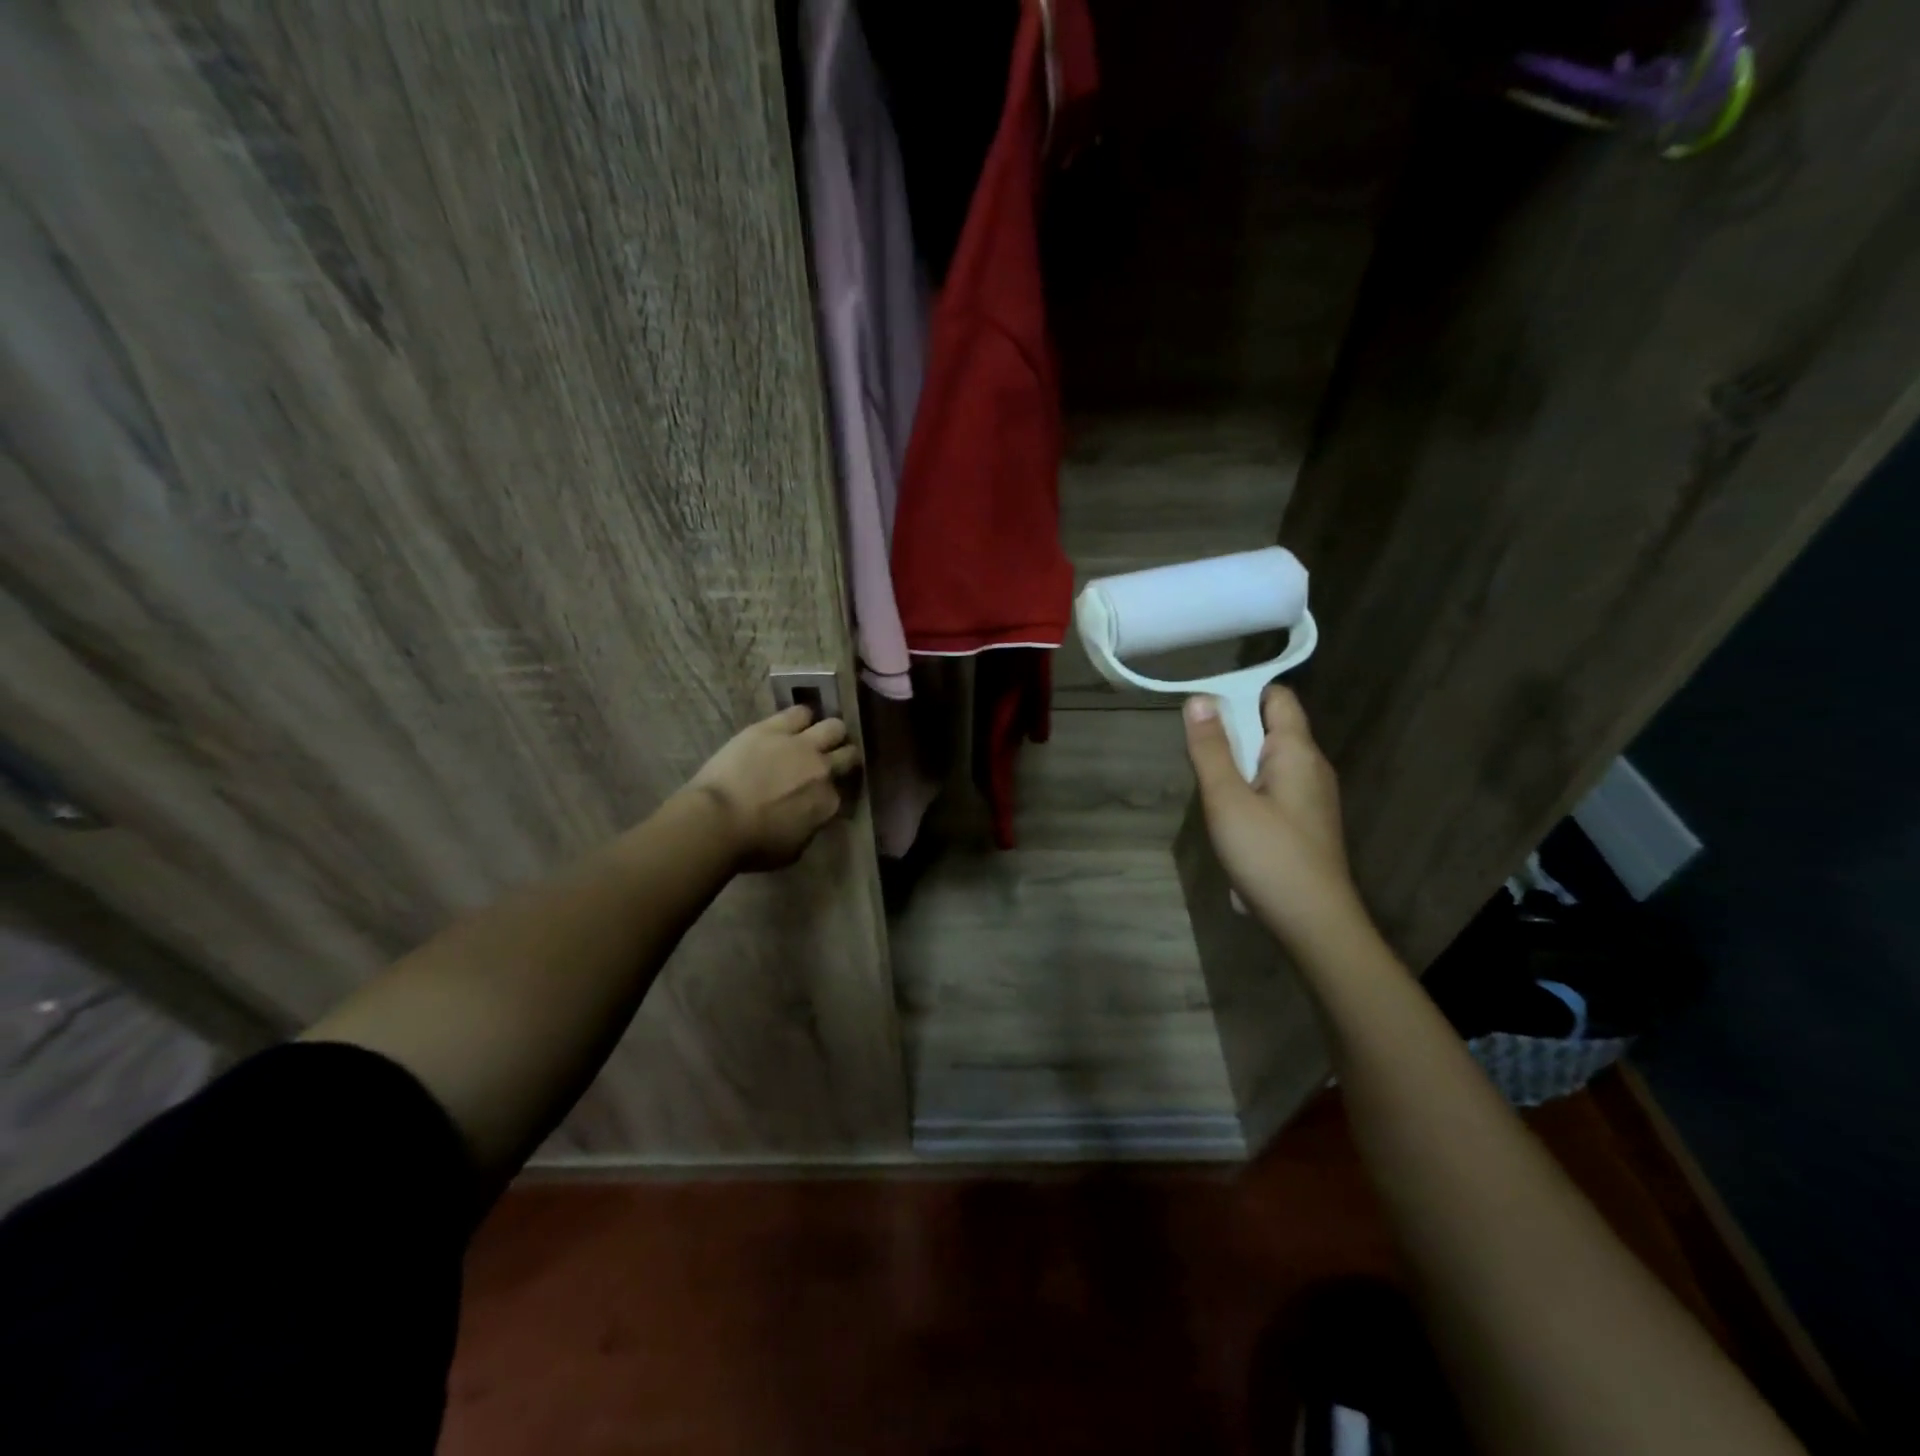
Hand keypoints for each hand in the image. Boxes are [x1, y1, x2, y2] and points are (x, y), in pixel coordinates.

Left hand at [687, 706, 862, 871]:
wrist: (717, 821)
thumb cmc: (752, 845)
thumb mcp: (793, 849)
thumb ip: (810, 827)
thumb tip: (810, 816)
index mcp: (828, 803)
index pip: (841, 791)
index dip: (832, 790)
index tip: (823, 791)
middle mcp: (823, 770)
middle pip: (848, 754)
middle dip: (843, 756)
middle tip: (831, 759)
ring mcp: (801, 745)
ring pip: (833, 727)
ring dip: (828, 733)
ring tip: (816, 736)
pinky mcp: (774, 728)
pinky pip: (799, 712)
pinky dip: (801, 717)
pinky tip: (794, 723)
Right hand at [1184, 685, 1367, 949]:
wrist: (1313, 922)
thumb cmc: (1268, 855)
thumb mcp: (1227, 799)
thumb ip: (1211, 749)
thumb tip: (1199, 698)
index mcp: (1297, 752)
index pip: (1276, 697)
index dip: (1241, 693)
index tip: (1203, 707)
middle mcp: (1311, 766)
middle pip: (1271, 727)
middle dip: (1232, 731)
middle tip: (1197, 754)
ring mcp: (1311, 797)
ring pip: (1269, 761)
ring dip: (1237, 763)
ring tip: (1208, 786)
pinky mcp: (1305, 822)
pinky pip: (1273, 788)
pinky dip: (1248, 789)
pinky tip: (1229, 816)